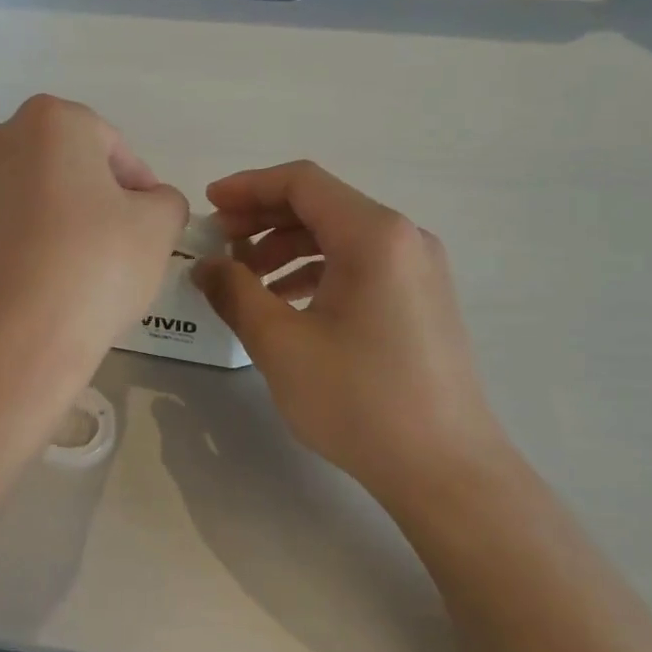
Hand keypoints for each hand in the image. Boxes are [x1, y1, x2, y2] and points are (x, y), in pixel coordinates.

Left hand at [0, 95, 186, 374]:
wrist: (18, 340)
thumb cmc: (96, 267)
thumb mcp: (160, 226)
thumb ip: (165, 200)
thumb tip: (149, 204)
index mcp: (51, 121)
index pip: (110, 144)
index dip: (137, 184)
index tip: (148, 223)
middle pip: (61, 164)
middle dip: (89, 195)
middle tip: (114, 242)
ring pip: (24, 195)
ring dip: (50, 218)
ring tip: (71, 268)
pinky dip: (14, 244)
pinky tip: (32, 281)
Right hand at [192, 161, 512, 499]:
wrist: (444, 468)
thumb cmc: (358, 399)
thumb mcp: (280, 344)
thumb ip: (236, 293)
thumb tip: (206, 266)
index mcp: (374, 235)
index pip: (302, 183)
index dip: (248, 187)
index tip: (209, 206)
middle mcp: (404, 238)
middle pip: (322, 206)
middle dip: (264, 219)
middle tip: (220, 245)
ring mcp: (420, 270)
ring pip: (341, 237)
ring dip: (288, 249)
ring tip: (247, 282)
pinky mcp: (422, 300)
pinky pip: (361, 266)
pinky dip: (317, 273)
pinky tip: (287, 306)